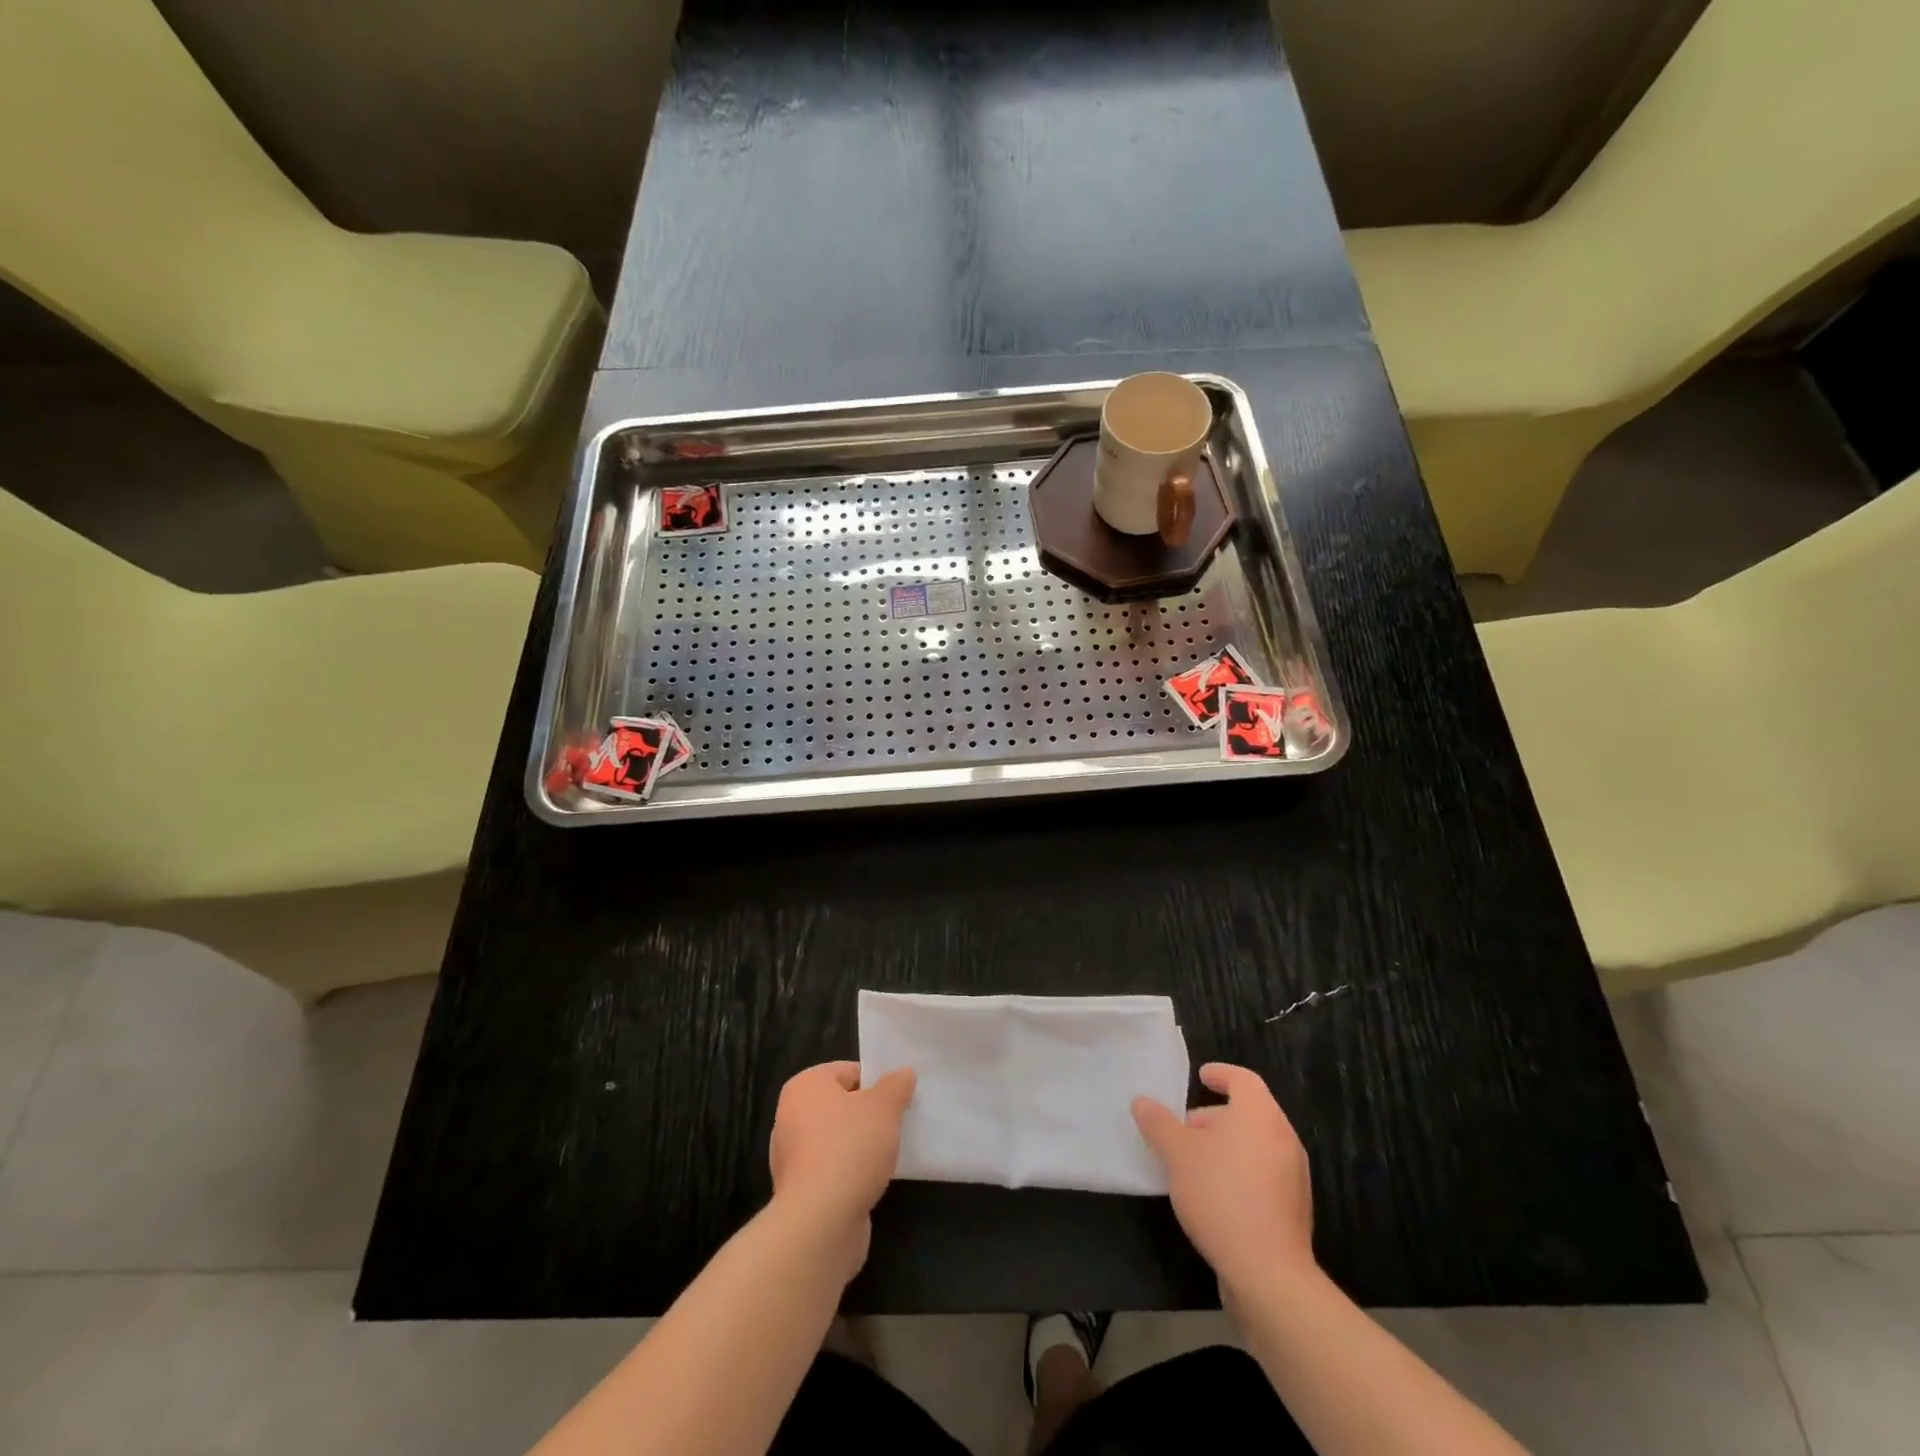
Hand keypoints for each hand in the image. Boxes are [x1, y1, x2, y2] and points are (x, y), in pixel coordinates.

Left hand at [768, 1061, 915, 1277]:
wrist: (821, 1222)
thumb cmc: (850, 1148)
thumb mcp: (884, 1107)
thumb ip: (896, 1086)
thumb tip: (904, 1074)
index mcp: (804, 1086)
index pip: (847, 1071)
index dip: (876, 1083)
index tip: (898, 1100)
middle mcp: (790, 1116)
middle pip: (841, 1105)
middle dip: (869, 1115)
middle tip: (896, 1124)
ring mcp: (792, 1156)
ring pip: (837, 1139)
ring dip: (861, 1146)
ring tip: (888, 1154)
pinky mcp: (799, 1191)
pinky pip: (832, 1170)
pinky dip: (851, 1173)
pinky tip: (872, 1181)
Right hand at [1132, 1063, 1314, 1294]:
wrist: (1269, 1273)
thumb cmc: (1221, 1195)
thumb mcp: (1178, 1154)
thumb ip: (1159, 1124)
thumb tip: (1142, 1102)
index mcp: (1260, 1115)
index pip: (1243, 1079)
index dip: (1221, 1074)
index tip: (1201, 1076)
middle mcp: (1283, 1138)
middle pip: (1250, 1113)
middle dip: (1215, 1116)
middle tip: (1185, 1129)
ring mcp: (1293, 1176)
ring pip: (1256, 1145)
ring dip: (1227, 1146)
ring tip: (1194, 1164)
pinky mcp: (1293, 1209)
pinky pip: (1264, 1174)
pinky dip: (1240, 1171)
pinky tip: (1214, 1195)